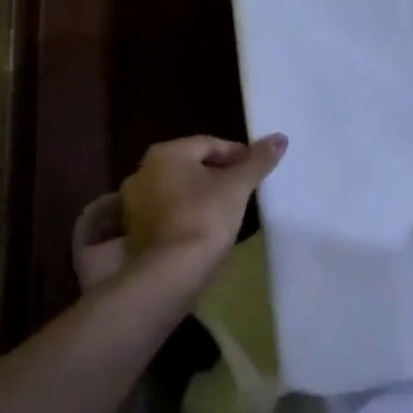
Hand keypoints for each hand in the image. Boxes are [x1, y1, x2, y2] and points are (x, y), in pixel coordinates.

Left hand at [118, 133, 287, 287]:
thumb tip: (280, 138)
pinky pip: (165, 213)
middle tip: (242, 188)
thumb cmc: (205, 218)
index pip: (209, 144)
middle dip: (217, 173)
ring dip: (198, 195)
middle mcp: (143, 171)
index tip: (255, 169)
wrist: (169, 274)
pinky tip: (202, 228)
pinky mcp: (133, 232)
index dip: (236, 154)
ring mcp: (133, 203)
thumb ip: (258, 160)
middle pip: (190, 165)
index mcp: (166, 153)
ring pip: (176, 189)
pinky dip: (183, 214)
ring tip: (225, 209)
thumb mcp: (237, 187)